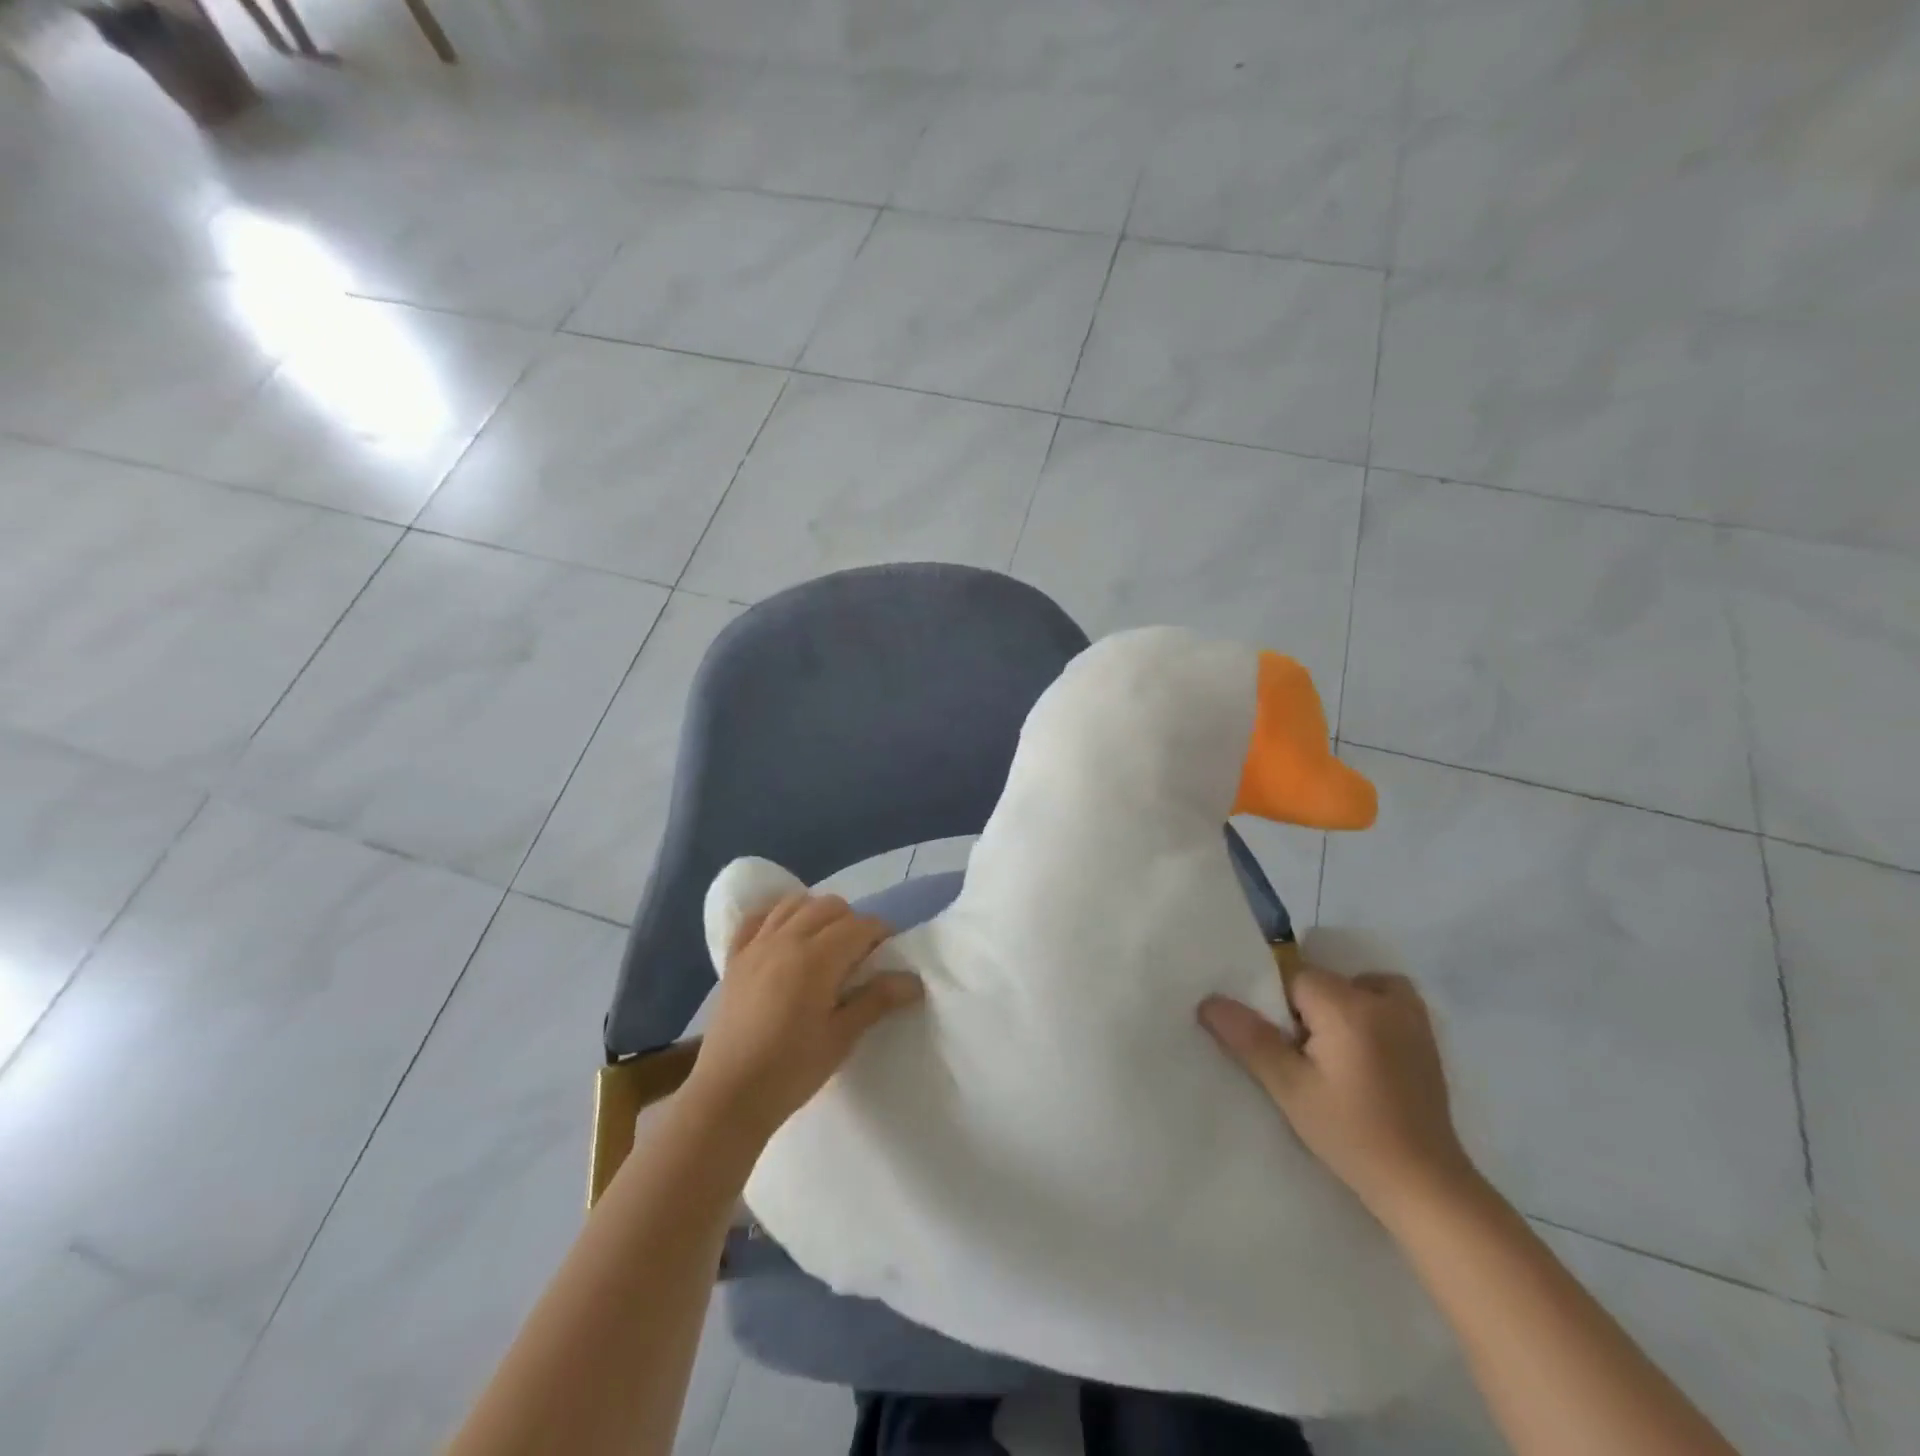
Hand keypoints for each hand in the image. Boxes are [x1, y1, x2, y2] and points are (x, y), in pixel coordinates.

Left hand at [685, 893, 923, 1143]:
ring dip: (817, 913)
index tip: (889, 954)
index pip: (860, 925)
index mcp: (816, 958)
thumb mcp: (841, 1038)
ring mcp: (756, 946)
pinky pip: (757, 919)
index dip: (881, 934)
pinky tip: (784, 936)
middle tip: (860, 954)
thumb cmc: (791, 1071)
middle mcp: (786, 939)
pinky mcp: (734, 959)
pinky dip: (776, 917)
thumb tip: (913, 980)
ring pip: (794, 904)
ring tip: (825, 944)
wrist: (728, 1097)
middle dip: (852, 921)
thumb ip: (876, 1000)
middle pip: (829, 906)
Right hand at [1199, 963, 1476, 1222]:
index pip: (1293, 976)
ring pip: (1354, 984)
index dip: (1277, 1007)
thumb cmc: (1351, 1134)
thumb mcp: (1289, 1089)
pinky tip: (1361, 1049)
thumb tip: (1208, 1001)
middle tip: (1303, 1057)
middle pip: (1323, 979)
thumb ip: (1250, 1038)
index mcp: (1347, 1006)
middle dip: (1304, 1008)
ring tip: (1331, 1051)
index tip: (1280, 1045)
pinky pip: (1387, 998)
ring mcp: (1411, 1016)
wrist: (1426, 1185)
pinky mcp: (1426, 1036)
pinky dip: (1369, 1008)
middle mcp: (1382, 999)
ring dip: (1337, 1005)